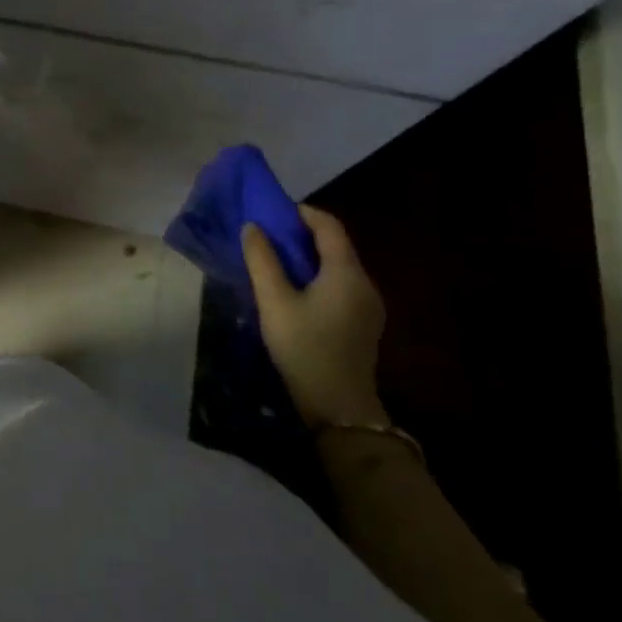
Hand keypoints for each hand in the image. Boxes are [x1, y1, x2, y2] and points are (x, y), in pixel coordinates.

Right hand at [241, 206, 386, 428]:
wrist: (339, 408)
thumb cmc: (304, 348)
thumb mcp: (274, 301)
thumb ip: (262, 260)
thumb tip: (252, 227)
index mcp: (347, 273)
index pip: (329, 226)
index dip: (301, 213)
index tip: (271, 213)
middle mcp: (365, 283)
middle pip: (336, 245)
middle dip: (301, 234)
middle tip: (267, 237)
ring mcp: (369, 306)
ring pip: (338, 266)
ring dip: (308, 257)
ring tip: (275, 262)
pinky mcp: (364, 323)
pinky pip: (341, 285)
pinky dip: (318, 276)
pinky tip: (295, 291)